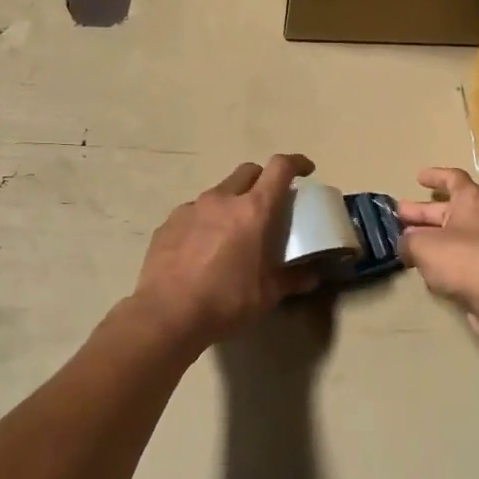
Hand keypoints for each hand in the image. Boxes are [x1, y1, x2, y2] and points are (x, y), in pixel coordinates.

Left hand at [132, 154, 319, 350]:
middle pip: (247, 172)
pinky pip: (194, 212)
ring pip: (218, 192)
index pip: (279, 169)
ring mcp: (191, 208)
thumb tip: (310, 277)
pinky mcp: (169, 223)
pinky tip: (203, 248)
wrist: (167, 314)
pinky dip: (206, 221)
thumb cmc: (225, 302)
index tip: (305, 170)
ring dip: (232, 202)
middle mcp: (221, 199)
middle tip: (268, 203)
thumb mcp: (267, 295)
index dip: (296, 163)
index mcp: (253, 210)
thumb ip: (292, 280)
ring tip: (233, 231)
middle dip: (262, 180)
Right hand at [398, 168, 478, 340]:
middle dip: (422, 213)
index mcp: (472, 202)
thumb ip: (408, 241)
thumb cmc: (464, 260)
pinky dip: (441, 260)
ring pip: (453, 236)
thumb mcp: (423, 246)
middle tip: (399, 216)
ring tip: (405, 244)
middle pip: (449, 210)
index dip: (435, 176)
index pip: (454, 179)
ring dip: (429, 238)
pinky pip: (460, 259)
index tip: (418, 178)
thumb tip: (405, 245)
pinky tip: (424, 270)